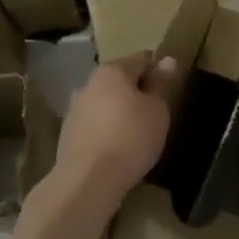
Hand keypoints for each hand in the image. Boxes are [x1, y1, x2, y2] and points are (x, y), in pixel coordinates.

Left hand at [41, 53, 180, 219]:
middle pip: (120, 80)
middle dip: (138, 91)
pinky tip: (118, 149)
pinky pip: (95, 124)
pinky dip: (107, 130)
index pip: (142, 58)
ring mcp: (74, 109)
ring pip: (105, 102)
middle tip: (157, 113)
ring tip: (138, 134)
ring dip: (120, 111)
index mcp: (112, 71)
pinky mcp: (68, 133)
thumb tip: (167, 60)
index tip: (170, 88)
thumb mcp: (157, 110)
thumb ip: (161, 84)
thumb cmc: (130, 138)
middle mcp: (89, 83)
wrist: (87, 180)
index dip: (159, 69)